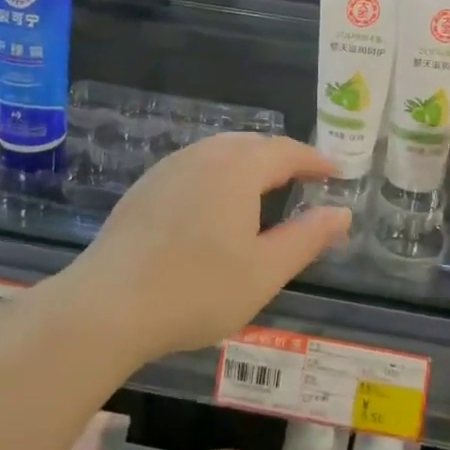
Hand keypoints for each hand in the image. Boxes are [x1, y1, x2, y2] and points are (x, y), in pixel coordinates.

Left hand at [70, 133, 352, 360]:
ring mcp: (169, 168)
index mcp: (238, 168)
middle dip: (282, 157)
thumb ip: (307, 237)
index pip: (287, 152)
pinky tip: (215, 204)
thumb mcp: (264, 271)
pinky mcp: (145, 187)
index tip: (336, 172)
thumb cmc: (197, 289)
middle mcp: (204, 155)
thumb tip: (341, 212)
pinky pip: (194, 166)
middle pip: (252, 144)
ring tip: (264, 189)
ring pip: (220, 152)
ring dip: (249, 163)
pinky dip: (218, 174)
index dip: (315, 160)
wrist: (108, 304)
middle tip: (304, 180)